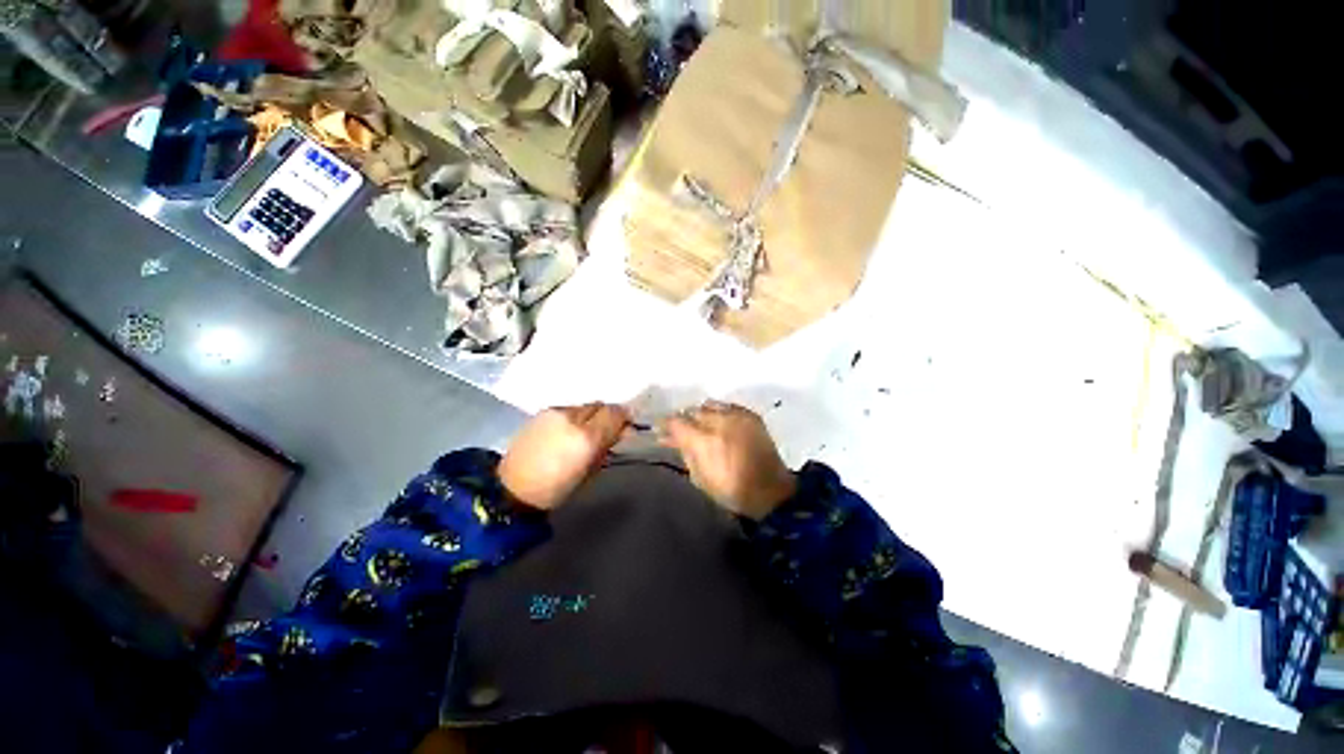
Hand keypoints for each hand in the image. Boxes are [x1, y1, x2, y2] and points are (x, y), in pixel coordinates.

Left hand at [498, 403, 630, 509]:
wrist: (512, 489)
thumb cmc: (557, 488)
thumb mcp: (590, 471)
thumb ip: (608, 446)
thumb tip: (622, 430)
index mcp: (586, 438)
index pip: (615, 413)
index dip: (624, 418)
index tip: (625, 428)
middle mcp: (571, 418)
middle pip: (600, 405)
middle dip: (607, 416)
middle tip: (605, 432)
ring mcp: (554, 412)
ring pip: (584, 406)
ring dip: (590, 416)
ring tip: (583, 433)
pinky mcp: (541, 412)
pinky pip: (567, 409)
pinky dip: (574, 417)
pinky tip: (566, 432)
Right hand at [659, 401, 796, 519]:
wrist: (770, 491)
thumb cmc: (730, 491)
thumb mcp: (699, 478)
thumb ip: (685, 453)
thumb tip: (672, 439)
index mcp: (703, 440)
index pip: (676, 421)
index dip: (666, 424)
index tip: (661, 429)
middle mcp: (718, 422)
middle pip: (692, 411)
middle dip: (685, 419)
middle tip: (683, 429)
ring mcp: (736, 416)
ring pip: (710, 405)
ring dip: (702, 414)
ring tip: (702, 424)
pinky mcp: (751, 415)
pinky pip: (728, 406)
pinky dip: (721, 412)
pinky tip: (720, 422)